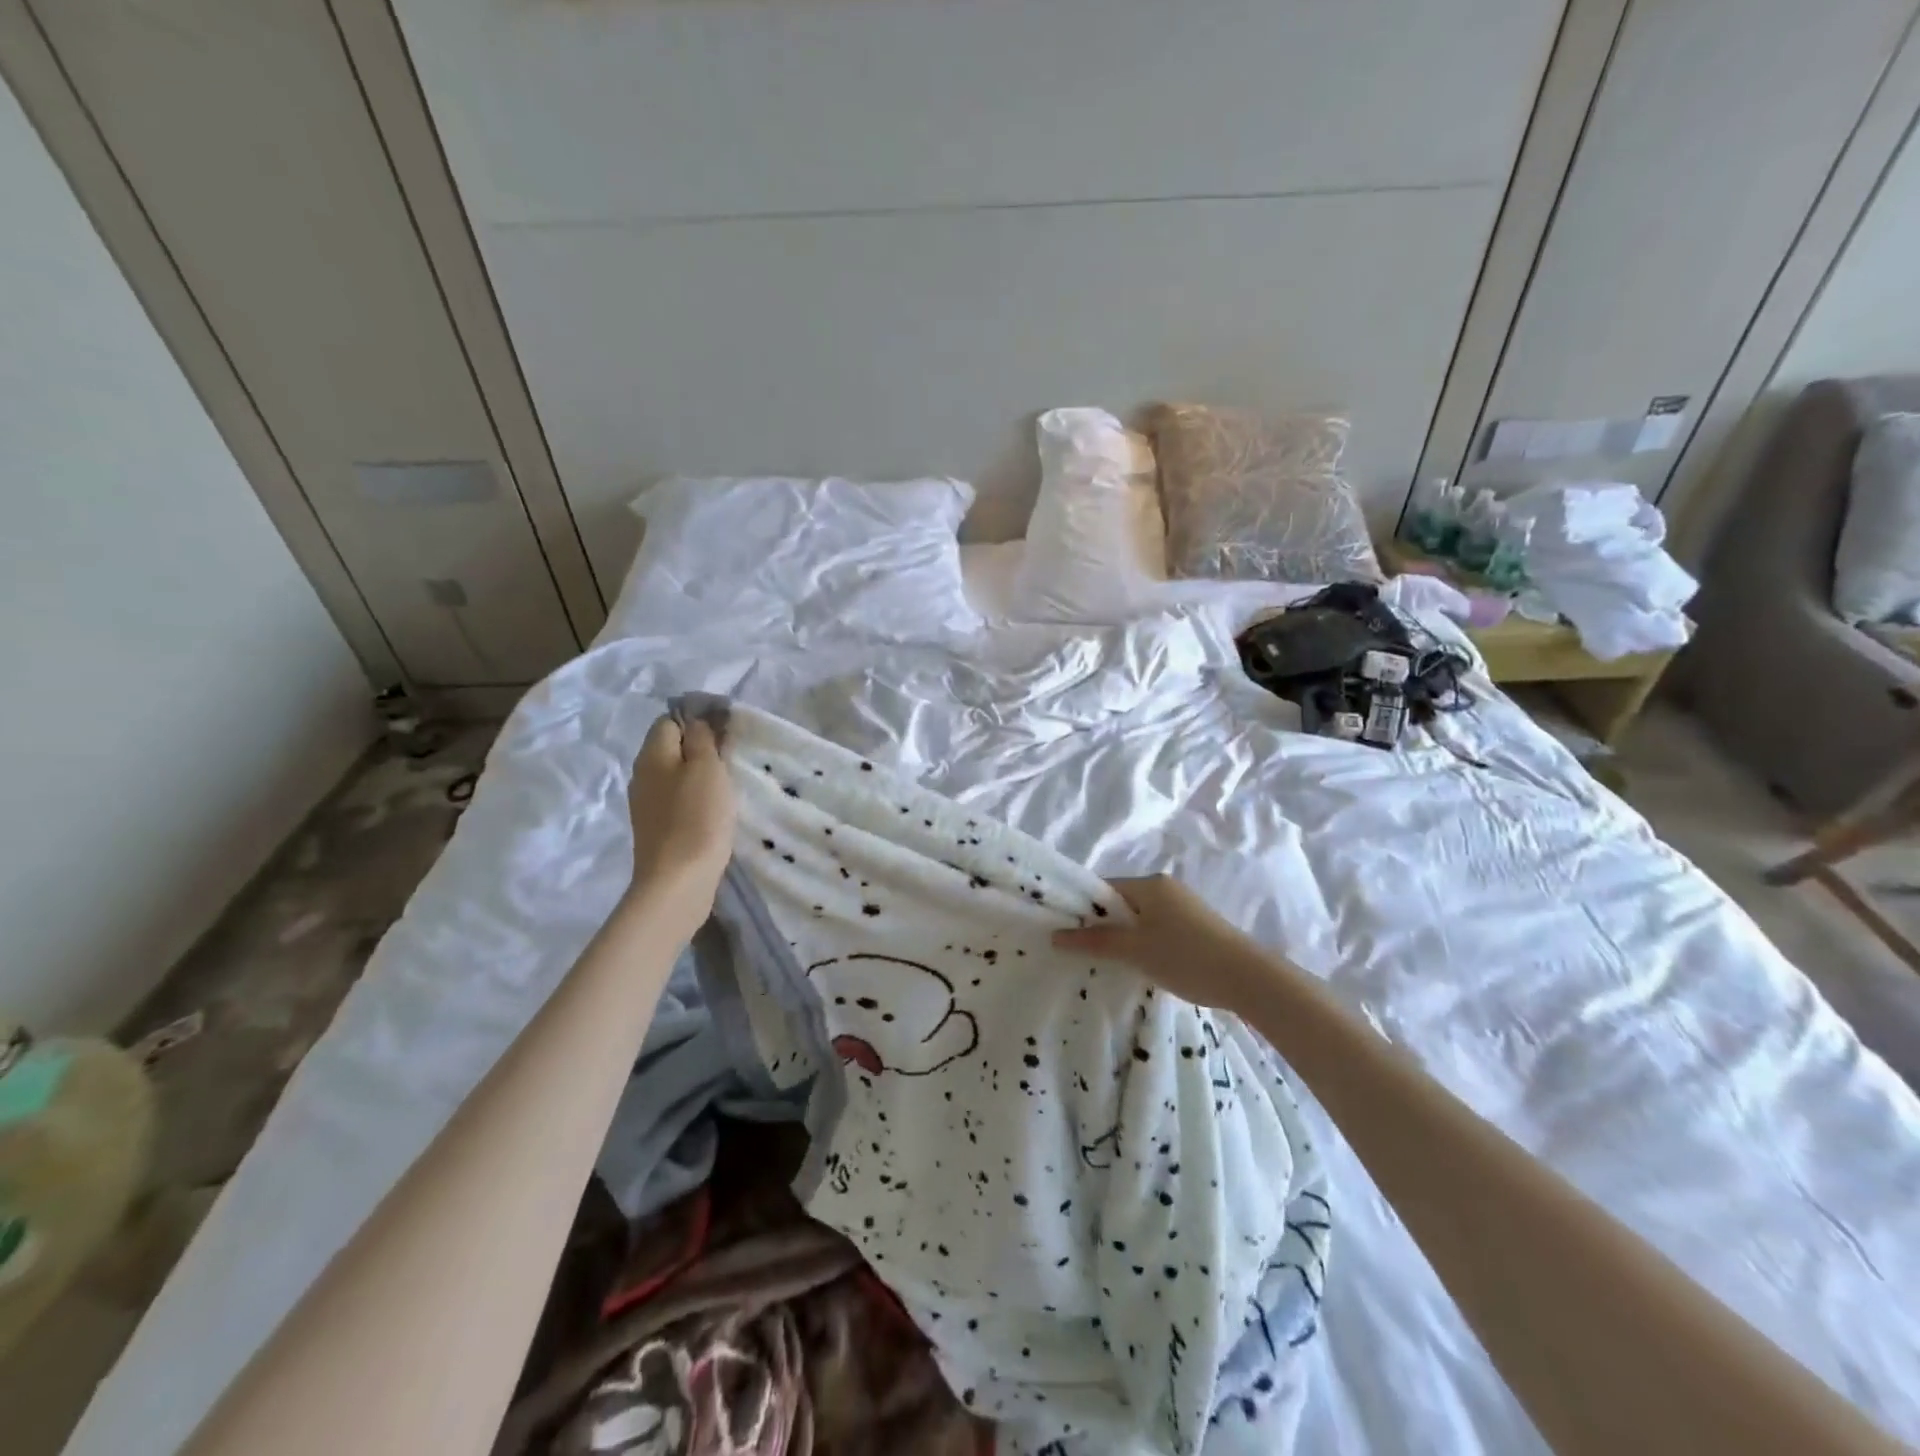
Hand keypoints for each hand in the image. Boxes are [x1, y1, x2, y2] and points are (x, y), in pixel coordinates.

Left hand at [626, 715, 734, 918]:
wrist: (678, 881)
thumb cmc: (697, 818)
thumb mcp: (706, 768)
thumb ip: (702, 738)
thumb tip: (696, 720)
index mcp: (651, 755)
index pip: (670, 721)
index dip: (697, 721)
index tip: (725, 734)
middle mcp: (642, 775)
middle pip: (671, 749)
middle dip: (699, 750)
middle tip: (730, 760)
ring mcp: (646, 805)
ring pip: (674, 776)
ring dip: (698, 777)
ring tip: (726, 786)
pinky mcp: (656, 829)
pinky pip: (676, 801)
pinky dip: (694, 800)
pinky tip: (713, 812)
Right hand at [1053, 875, 1289, 1012]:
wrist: (1249, 979)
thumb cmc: (1185, 957)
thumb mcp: (1134, 950)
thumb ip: (1095, 941)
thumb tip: (1056, 936)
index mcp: (1150, 884)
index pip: (1103, 889)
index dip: (1082, 909)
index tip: (1064, 932)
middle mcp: (1166, 888)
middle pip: (1121, 903)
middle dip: (1102, 926)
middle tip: (1082, 952)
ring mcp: (1183, 907)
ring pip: (1140, 919)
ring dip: (1124, 938)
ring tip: (1108, 963)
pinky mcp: (1196, 928)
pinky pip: (1157, 929)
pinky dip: (1144, 944)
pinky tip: (1141, 966)